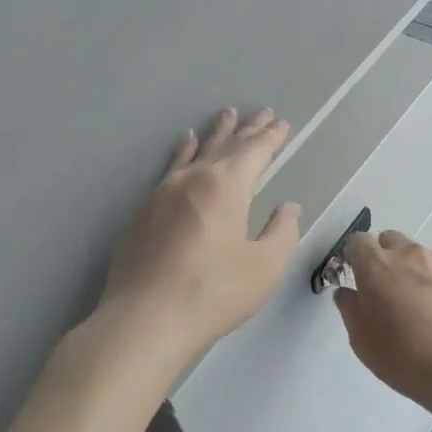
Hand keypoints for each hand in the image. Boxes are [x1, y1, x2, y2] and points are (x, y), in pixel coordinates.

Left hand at [93, 107, 301, 373]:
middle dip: (248, 129)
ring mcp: (164, 191)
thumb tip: (288, 208)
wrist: (144, 319)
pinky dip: (184, 151)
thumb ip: (281, 232)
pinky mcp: (145, 209)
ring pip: (196, 151)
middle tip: (262, 112)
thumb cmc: (212, 294)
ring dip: (216, 133)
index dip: (271, 137)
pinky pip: (172, 167)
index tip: (282, 124)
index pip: (255, 152)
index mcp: (226, 187)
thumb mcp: (264, 268)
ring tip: (226, 114)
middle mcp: (194, 179)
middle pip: (226, 146)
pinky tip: (185, 143)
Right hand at [333, 231, 431, 421]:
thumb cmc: (403, 356)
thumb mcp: (360, 339)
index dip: (356, 257)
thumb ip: (349, 307)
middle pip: (390, 241)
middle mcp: (409, 254)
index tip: (358, 278)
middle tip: (388, 291)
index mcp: (377, 265)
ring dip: (414, 272)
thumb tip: (348, 292)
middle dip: (385, 258)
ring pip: (420, 257)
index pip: (358, 241)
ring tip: (422, 308)